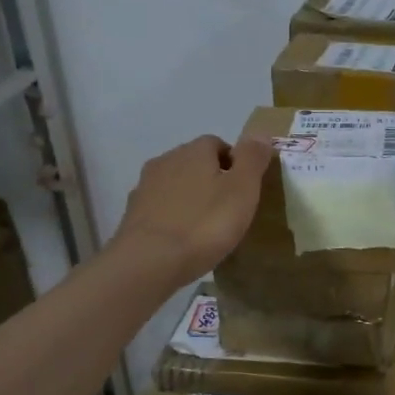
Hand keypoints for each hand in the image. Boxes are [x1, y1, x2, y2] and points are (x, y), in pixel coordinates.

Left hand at [111, 134, 274, 279]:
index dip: (234, 164)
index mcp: (194, 151)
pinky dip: (172, 217)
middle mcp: (166, 160)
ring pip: (175, 185)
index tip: (245, 191)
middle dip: (211, 179)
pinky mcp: (133, 214)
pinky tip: (181, 239)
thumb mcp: (242, 190)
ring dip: (190, 198)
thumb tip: (261, 133)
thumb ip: (253, 158)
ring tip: (205, 227)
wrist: (150, 261)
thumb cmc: (205, 224)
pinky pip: (160, 208)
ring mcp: (145, 187)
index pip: (218, 144)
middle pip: (194, 163)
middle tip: (228, 210)